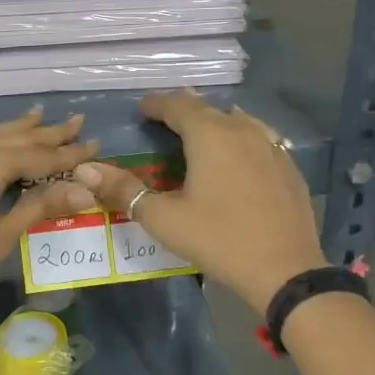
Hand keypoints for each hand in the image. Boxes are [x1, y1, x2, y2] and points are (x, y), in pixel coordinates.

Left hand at [0, 106, 98, 304]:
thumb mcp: (2, 235)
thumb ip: (40, 205)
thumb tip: (84, 191)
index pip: (40, 157)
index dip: (68, 154)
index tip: (93, 144)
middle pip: (14, 138)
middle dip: (47, 133)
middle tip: (75, 122)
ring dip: (11, 126)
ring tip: (37, 114)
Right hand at [71, 90, 326, 312]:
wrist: (286, 270)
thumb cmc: (219, 239)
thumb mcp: (164, 218)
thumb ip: (124, 190)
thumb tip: (85, 170)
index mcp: (210, 134)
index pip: (178, 105)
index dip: (157, 104)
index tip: (142, 108)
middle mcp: (242, 129)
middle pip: (208, 110)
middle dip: (184, 111)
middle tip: (164, 121)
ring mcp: (272, 146)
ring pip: (237, 121)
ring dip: (214, 123)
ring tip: (199, 134)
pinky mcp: (289, 167)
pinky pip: (259, 140)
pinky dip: (240, 140)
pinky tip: (237, 157)